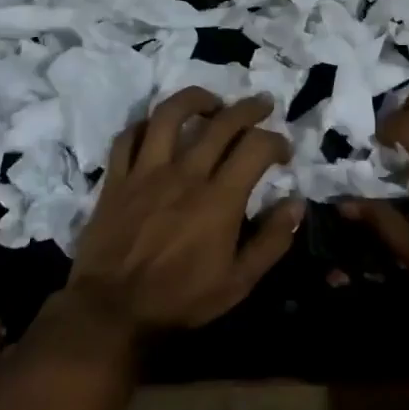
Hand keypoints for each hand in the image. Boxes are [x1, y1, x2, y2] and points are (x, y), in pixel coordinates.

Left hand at [61, 88, 304, 334]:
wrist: (112, 310)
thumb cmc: (180, 298)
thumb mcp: (239, 282)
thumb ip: (271, 241)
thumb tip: (296, 204)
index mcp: (220, 199)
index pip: (256, 147)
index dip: (276, 141)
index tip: (283, 151)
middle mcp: (185, 174)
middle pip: (221, 122)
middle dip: (248, 108)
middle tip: (262, 106)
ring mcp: (146, 172)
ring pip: (169, 115)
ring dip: (194, 99)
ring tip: (210, 102)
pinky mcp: (116, 179)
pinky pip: (127, 138)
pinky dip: (144, 125)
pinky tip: (156, 128)